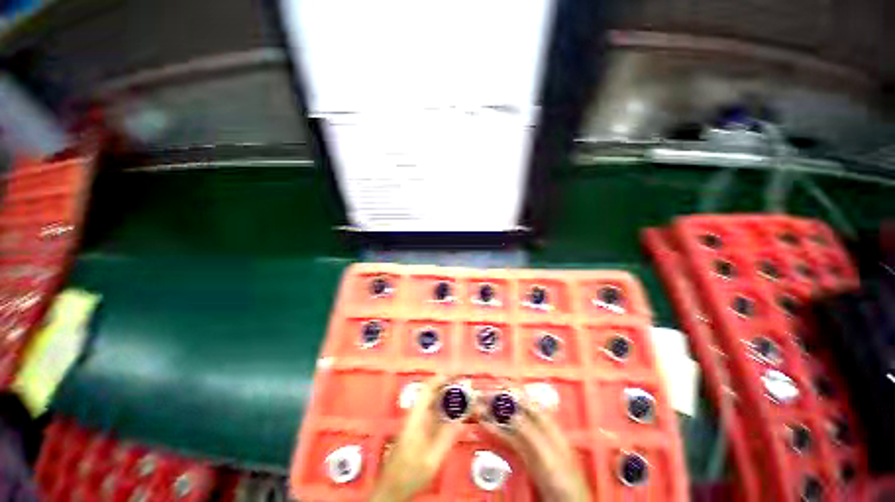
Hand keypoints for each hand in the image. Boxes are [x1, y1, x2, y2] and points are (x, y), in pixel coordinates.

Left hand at [370, 376, 461, 501]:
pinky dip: (449, 409)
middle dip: (451, 385)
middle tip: (468, 385)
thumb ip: (447, 436)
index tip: (457, 373)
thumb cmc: (410, 472)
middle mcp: (417, 413)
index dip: (442, 378)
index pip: (428, 388)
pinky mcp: (422, 428)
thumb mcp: (432, 458)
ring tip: (468, 397)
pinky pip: (437, 412)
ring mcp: (419, 420)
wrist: (393, 487)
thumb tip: (463, 416)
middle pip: (434, 392)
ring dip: (451, 397)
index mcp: (416, 416)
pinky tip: (460, 412)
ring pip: (436, 401)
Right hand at [477, 395, 590, 501]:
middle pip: (515, 409)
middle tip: (480, 397)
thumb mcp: (546, 454)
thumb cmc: (564, 479)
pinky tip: (486, 425)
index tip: (494, 383)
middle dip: (498, 402)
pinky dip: (496, 430)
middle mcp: (538, 428)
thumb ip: (528, 432)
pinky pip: (507, 437)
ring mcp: (531, 441)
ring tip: (478, 408)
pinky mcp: (525, 454)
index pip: (526, 400)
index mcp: (547, 423)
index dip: (510, 390)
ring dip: (494, 415)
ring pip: (509, 422)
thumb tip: (509, 412)